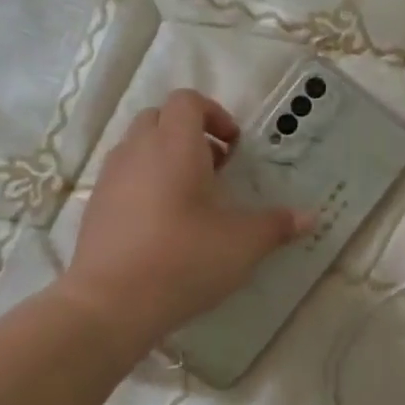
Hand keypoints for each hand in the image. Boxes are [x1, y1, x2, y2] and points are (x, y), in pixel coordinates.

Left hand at [62, 89, 305, 346]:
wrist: (111, 303)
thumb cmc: (184, 259)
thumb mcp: (242, 244)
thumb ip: (276, 225)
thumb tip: (309, 218)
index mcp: (174, 144)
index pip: (187, 100)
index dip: (214, 114)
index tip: (233, 147)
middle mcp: (138, 150)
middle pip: (160, 118)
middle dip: (189, 133)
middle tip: (215, 168)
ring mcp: (111, 177)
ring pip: (138, 147)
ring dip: (165, 158)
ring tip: (190, 197)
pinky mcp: (95, 206)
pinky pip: (123, 177)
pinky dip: (144, 183)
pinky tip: (162, 224)